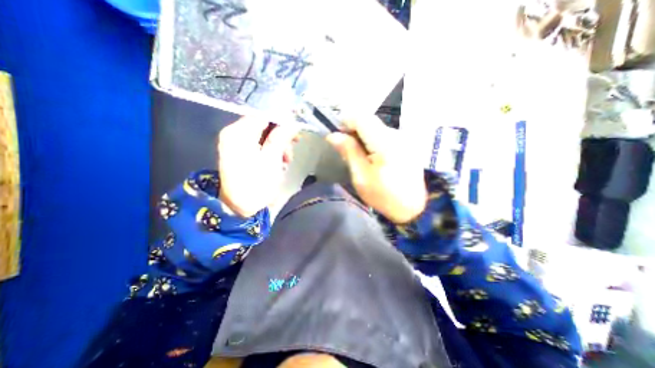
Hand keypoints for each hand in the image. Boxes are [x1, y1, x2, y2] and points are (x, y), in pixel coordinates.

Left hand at [217, 116, 298, 216]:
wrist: (239, 207)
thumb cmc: (256, 184)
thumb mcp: (272, 160)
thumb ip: (281, 138)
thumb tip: (292, 122)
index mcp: (238, 133)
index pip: (264, 115)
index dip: (282, 119)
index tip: (296, 127)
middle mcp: (233, 133)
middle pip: (263, 124)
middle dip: (281, 134)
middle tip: (294, 144)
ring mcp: (235, 143)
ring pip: (263, 134)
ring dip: (278, 144)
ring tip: (287, 159)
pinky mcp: (239, 152)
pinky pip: (258, 143)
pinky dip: (271, 150)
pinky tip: (279, 161)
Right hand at [325, 116, 427, 224]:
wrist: (413, 208)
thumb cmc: (384, 196)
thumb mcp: (361, 177)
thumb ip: (349, 152)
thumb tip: (333, 135)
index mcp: (385, 142)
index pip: (361, 117)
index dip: (346, 122)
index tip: (338, 136)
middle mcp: (397, 134)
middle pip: (369, 121)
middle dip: (353, 130)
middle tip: (345, 149)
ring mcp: (404, 138)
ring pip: (376, 128)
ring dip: (363, 136)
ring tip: (358, 155)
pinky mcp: (406, 143)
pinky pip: (384, 135)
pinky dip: (373, 141)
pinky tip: (372, 156)